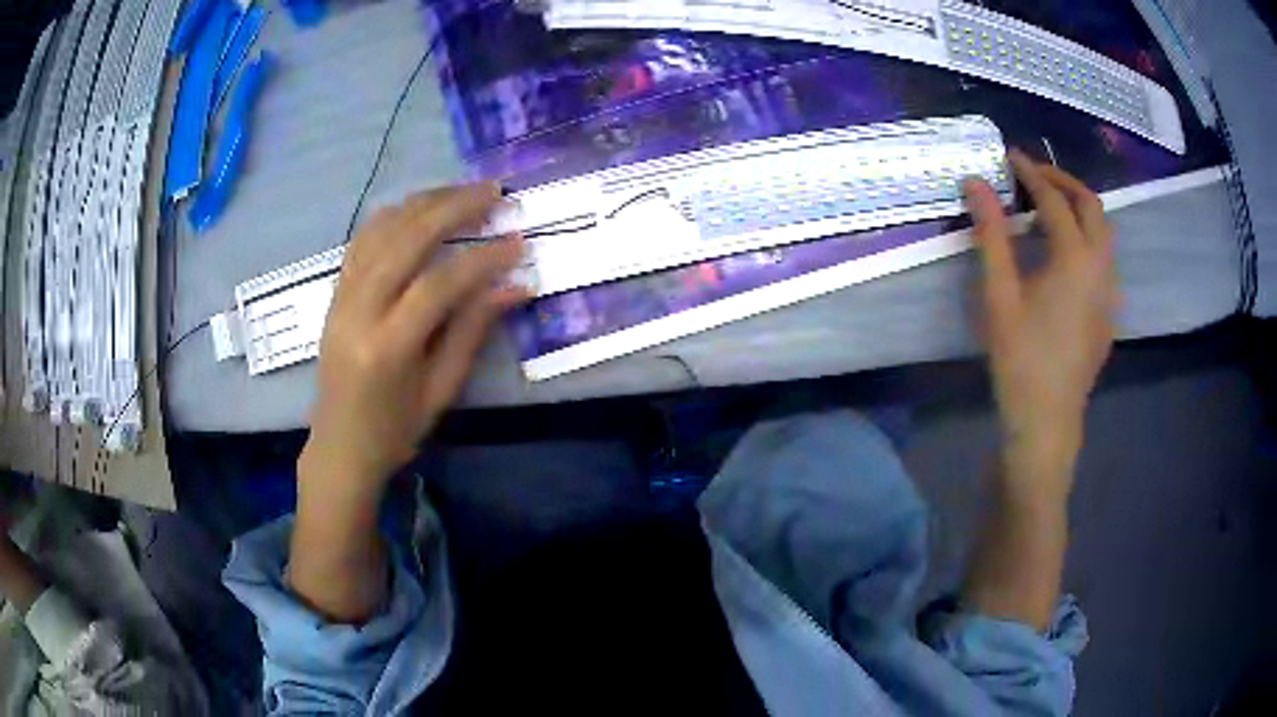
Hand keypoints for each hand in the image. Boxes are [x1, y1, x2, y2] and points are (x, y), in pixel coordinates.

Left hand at [300, 184, 527, 497]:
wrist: (338, 448)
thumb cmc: (394, 431)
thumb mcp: (440, 391)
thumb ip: (472, 331)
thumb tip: (515, 287)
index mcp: (387, 348)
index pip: (438, 285)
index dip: (482, 259)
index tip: (518, 242)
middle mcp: (358, 312)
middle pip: (405, 239)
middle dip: (453, 207)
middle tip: (493, 191)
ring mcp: (341, 298)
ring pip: (380, 229)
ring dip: (423, 202)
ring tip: (462, 191)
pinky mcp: (334, 293)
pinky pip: (361, 239)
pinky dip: (392, 216)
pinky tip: (418, 208)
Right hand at [964, 151, 1116, 496]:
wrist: (1047, 421)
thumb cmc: (1019, 360)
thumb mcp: (999, 296)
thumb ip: (991, 234)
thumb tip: (975, 182)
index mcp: (1075, 259)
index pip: (1054, 200)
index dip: (1031, 174)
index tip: (1010, 157)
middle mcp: (1101, 267)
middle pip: (1092, 206)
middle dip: (1063, 182)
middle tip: (1033, 176)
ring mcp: (1110, 292)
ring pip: (1104, 233)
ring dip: (1079, 210)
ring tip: (1047, 212)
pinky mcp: (1109, 313)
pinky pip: (1104, 260)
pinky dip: (1086, 240)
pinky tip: (1063, 257)